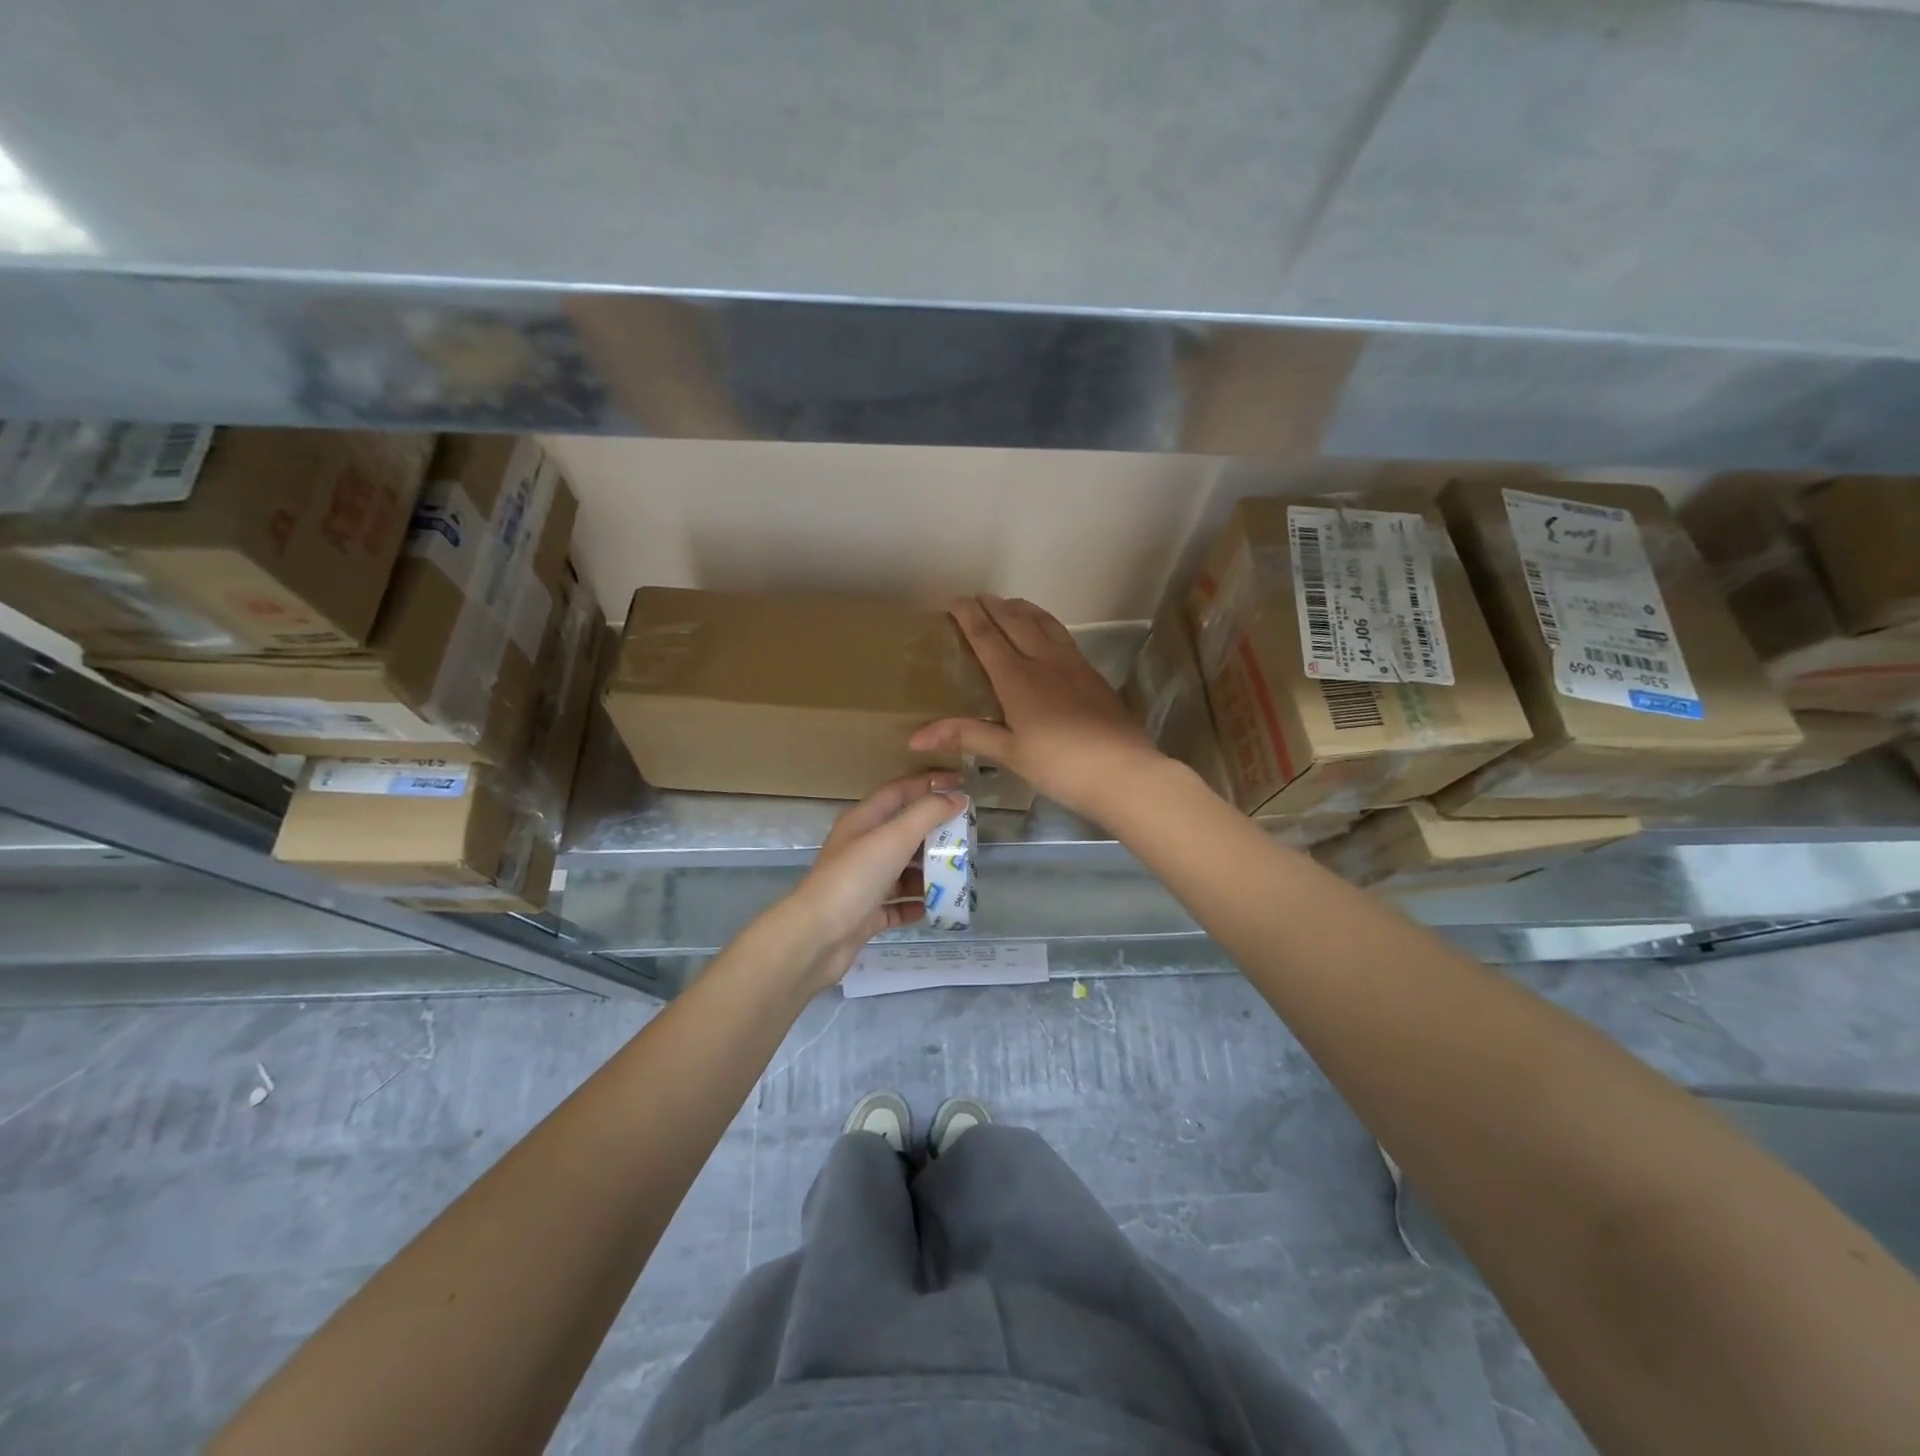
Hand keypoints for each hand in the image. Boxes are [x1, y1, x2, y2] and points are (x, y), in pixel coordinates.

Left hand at [775, 772, 968, 991]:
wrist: (817, 937)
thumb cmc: (855, 878)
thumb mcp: (894, 838)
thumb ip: (927, 814)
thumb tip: (957, 797)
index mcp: (863, 821)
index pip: (899, 791)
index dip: (929, 783)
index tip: (961, 783)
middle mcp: (861, 848)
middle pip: (904, 832)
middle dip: (935, 834)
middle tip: (968, 837)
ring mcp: (863, 883)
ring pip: (903, 871)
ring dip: (929, 873)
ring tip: (959, 875)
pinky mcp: (866, 914)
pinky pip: (897, 904)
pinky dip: (916, 904)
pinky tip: (936, 907)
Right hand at [910, 595, 1161, 822]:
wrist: (1123, 772)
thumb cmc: (1060, 766)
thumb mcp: (1010, 753)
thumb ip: (967, 735)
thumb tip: (916, 737)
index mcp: (1018, 679)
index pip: (987, 637)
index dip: (969, 616)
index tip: (955, 600)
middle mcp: (1044, 661)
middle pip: (1016, 622)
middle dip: (994, 607)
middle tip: (978, 598)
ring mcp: (1072, 664)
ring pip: (1044, 623)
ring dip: (1023, 609)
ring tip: (1010, 604)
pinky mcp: (1092, 674)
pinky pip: (1063, 636)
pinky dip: (1046, 624)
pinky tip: (1047, 634)